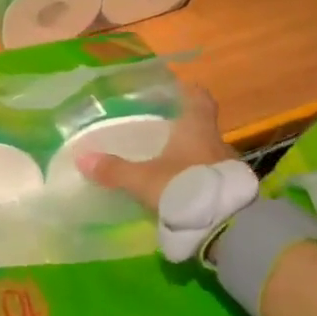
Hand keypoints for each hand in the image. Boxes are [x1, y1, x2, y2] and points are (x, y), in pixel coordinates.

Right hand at [78, 85, 235, 213]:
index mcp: (197, 130)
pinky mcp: (234, 193)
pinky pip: (214, 179)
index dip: (191, 92)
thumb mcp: (143, 180)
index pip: (200, 100)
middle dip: (186, 131)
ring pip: (209, 156)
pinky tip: (185, 192)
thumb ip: (114, 170)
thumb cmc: (184, 188)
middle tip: (165, 134)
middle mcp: (217, 143)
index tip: (182, 88)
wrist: (226, 226)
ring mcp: (229, 169)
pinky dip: (200, 181)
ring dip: (193, 159)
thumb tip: (82, 158)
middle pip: (203, 129)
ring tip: (172, 166)